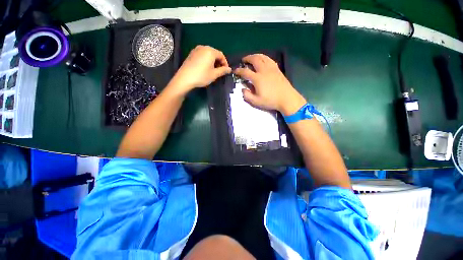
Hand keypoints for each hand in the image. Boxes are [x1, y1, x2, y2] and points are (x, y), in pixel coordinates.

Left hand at [170, 45, 230, 94]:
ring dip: (212, 61)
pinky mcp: (191, 54)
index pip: (221, 55)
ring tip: (213, 70)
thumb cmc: (202, 76)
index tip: (226, 71)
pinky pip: (202, 55)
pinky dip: (206, 60)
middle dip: (219, 62)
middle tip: (220, 71)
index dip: (225, 63)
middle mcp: (203, 47)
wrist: (185, 78)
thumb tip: (229, 69)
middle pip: (214, 53)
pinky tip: (205, 68)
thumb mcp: (214, 74)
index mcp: (210, 51)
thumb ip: (223, 71)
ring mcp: (196, 50)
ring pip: (208, 54)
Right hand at [233, 54, 306, 115]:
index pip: (245, 72)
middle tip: (243, 60)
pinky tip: (263, 60)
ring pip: (263, 57)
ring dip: (255, 55)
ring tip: (252, 58)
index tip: (235, 71)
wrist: (286, 98)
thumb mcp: (256, 101)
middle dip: (247, 58)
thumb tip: (242, 89)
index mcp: (257, 78)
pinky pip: (269, 59)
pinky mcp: (277, 69)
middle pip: (254, 59)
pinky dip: (264, 58)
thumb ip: (247, 95)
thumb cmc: (270, 101)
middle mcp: (264, 70)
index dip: (239, 71)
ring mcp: (271, 68)